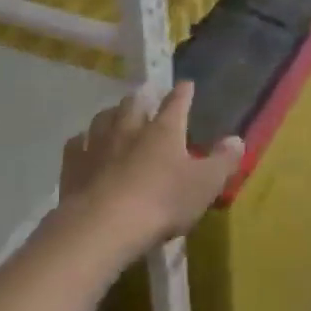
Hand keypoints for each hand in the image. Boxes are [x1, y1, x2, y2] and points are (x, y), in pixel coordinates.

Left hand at [58, 83, 244, 256]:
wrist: (104, 226)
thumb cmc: (162, 202)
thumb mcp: (205, 185)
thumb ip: (223, 161)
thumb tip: (237, 139)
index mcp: (164, 130)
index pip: (176, 103)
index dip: (183, 93)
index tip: (186, 85)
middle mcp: (130, 128)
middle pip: (134, 103)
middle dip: (142, 98)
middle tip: (146, 97)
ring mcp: (98, 144)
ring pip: (104, 118)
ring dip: (112, 114)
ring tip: (115, 115)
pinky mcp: (73, 165)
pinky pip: (76, 143)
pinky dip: (82, 140)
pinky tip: (82, 143)